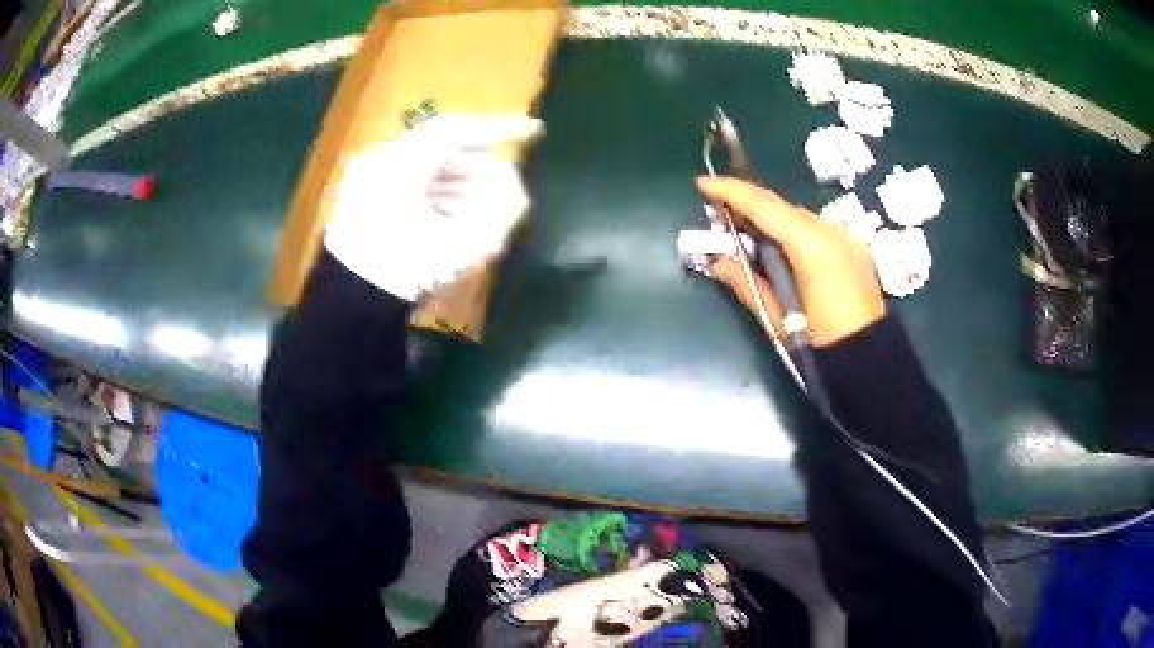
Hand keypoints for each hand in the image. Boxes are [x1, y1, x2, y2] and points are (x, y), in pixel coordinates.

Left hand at [325, 116, 541, 300]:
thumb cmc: (405, 273)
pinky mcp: (363, 197)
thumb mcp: (462, 245)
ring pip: (426, 165)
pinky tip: (456, 213)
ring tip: (488, 204)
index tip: (534, 132)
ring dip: (460, 181)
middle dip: (480, 165)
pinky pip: (409, 181)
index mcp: (400, 164)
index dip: (500, 129)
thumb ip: (501, 208)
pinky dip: (436, 191)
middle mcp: (381, 160)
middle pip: (442, 148)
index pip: (458, 131)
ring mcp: (368, 178)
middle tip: (509, 182)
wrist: (350, 304)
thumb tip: (513, 180)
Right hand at [697, 176, 885, 346]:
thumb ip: (746, 283)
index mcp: (812, 246)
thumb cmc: (821, 344)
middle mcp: (831, 231)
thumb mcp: (778, 318)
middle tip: (719, 213)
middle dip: (748, 205)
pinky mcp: (853, 247)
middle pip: (782, 207)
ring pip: (798, 216)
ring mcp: (846, 237)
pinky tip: (778, 246)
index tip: (703, 184)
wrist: (870, 361)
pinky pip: (814, 229)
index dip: (731, 192)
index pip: (765, 207)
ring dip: (770, 220)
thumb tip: (718, 261)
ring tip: (744, 232)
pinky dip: (791, 231)